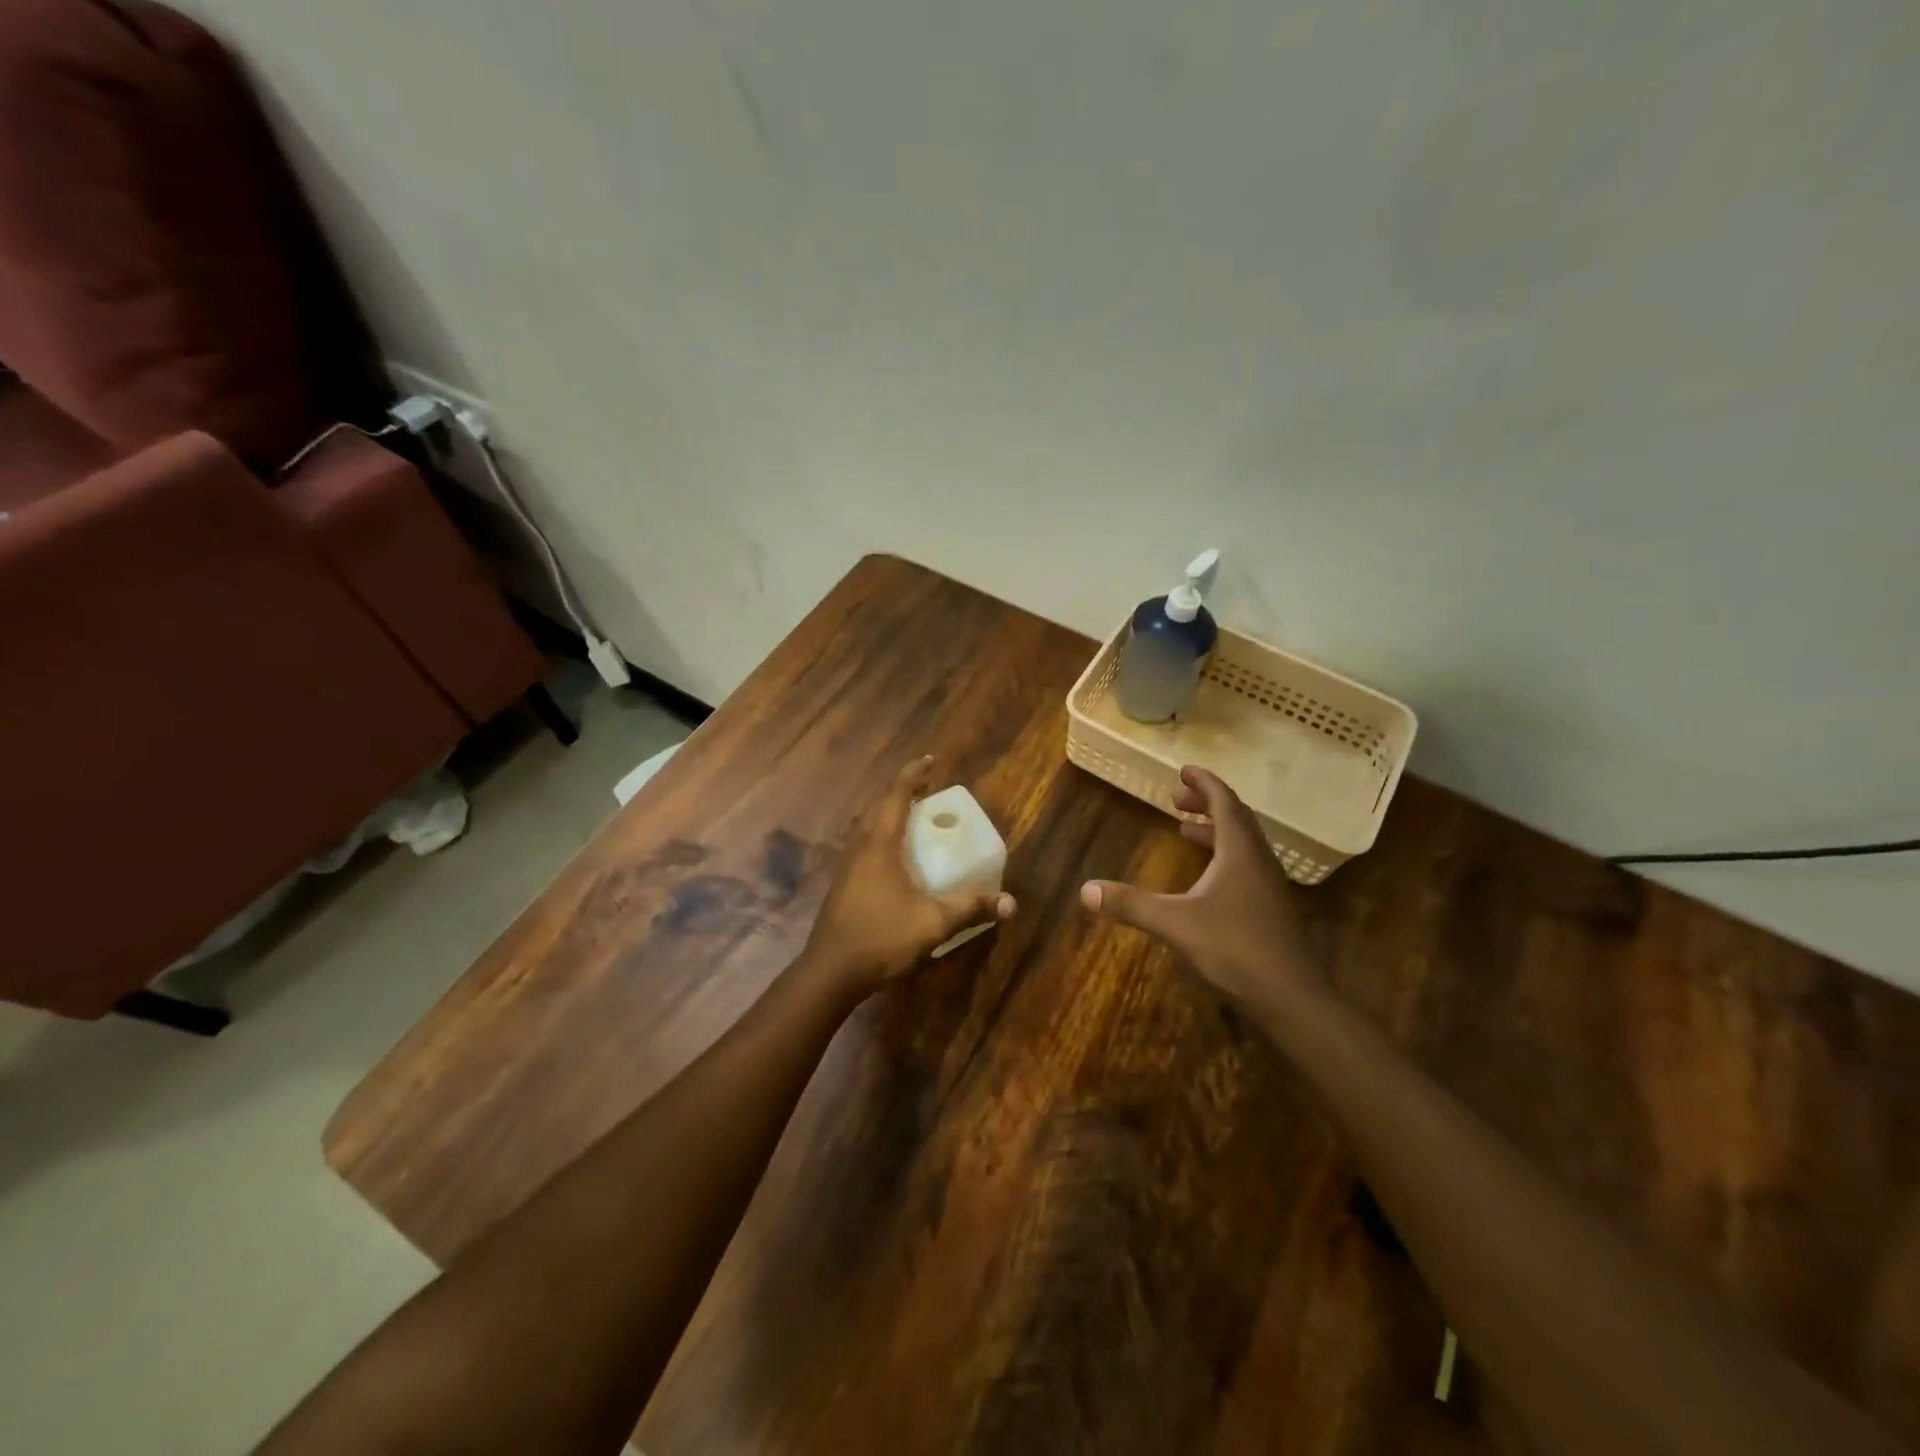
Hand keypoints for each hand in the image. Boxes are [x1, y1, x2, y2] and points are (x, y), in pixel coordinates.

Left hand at [802, 757, 1016, 998]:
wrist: (830, 972)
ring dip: (888, 813)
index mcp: (878, 844)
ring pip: (867, 825)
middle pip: (878, 805)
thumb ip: (970, 908)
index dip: (912, 774)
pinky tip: (895, 857)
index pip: (895, 795)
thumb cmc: (881, 938)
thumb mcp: (933, 922)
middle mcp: (859, 846)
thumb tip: (1010, 903)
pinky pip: (863, 844)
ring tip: (913, 817)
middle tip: (927, 789)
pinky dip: (881, 835)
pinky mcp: (842, 884)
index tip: (930, 761)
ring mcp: (846, 865)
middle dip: (902, 791)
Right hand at [1079, 766, 1321, 1013]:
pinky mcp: (1271, 910)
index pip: (1225, 803)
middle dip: (1206, 804)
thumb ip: (1131, 904)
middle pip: (1236, 819)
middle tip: (1176, 799)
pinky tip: (1206, 880)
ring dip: (1215, 831)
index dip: (1205, 784)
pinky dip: (1223, 857)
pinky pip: (1245, 866)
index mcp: (1240, 852)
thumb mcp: (1175, 924)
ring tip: (1185, 830)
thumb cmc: (1235, 949)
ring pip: (1242, 844)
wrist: (1292, 998)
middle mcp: (1259, 861)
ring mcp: (1269, 886)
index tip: (1184, 770)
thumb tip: (1085, 890)